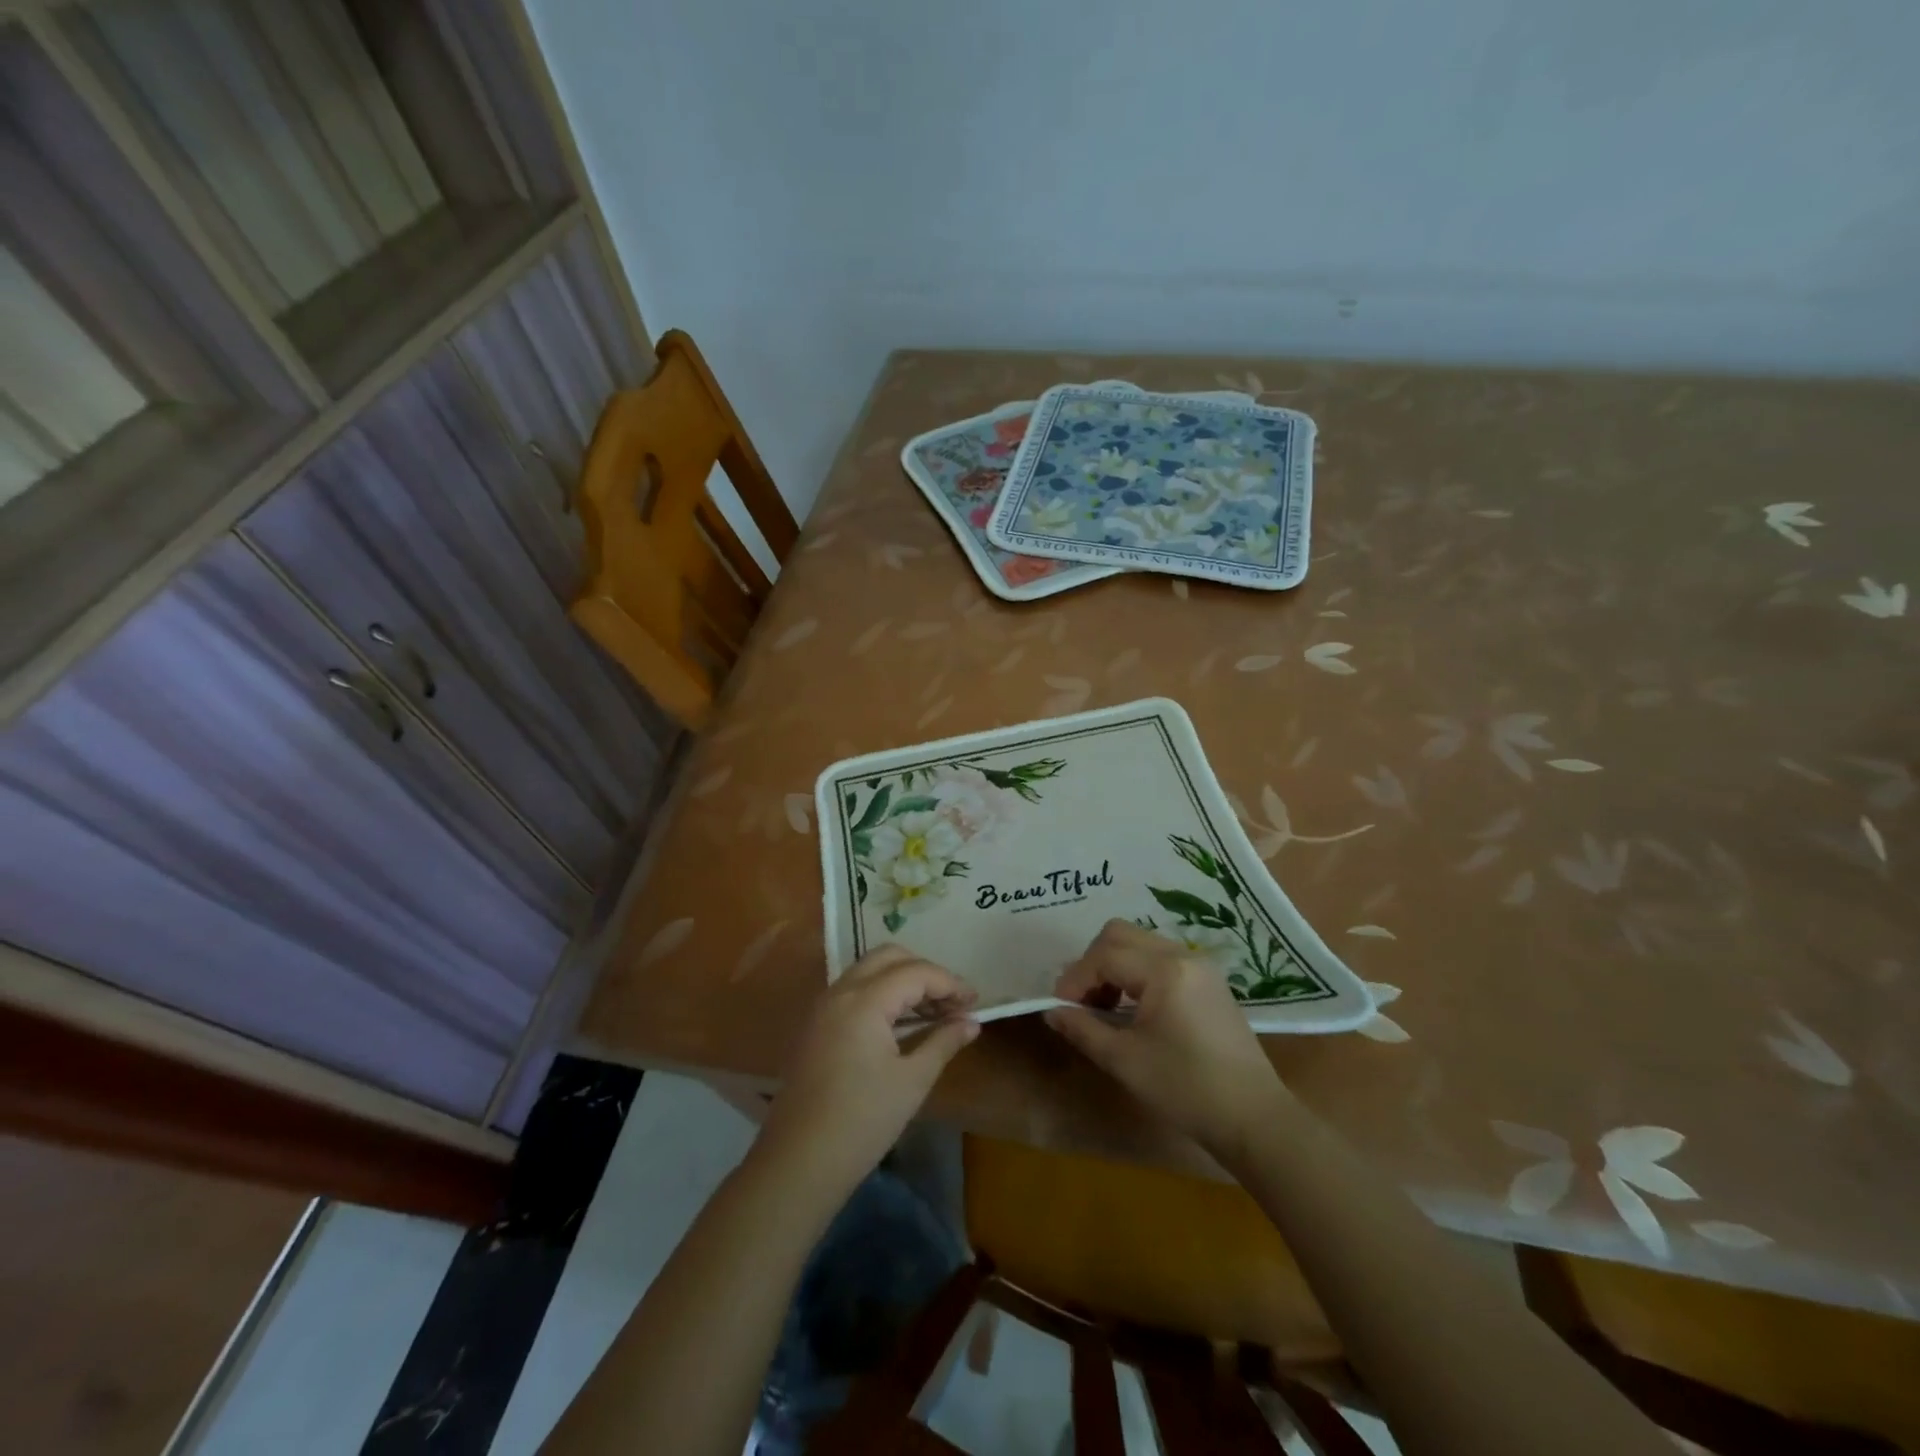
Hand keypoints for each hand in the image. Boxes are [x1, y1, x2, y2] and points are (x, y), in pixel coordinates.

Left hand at [756, 945, 978, 1200]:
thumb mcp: (912, 1081)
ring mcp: (823, 1006)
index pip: (916, 972)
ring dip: (902, 981)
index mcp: (864, 1000)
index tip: (975, 1002)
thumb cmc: (862, 1121)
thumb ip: (943, 1042)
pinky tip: (901, 1023)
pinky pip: (854, 990)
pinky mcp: (816, 1025)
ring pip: (869, 970)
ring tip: (933, 1012)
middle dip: (925, 972)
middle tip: (952, 1002)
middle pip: (889, 957)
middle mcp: (840, 991)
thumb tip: (971, 1023)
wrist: (798, 1163)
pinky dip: (881, 994)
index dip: (950, 983)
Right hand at [1046, 919, 1288, 1159]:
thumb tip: (1052, 1011)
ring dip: (1113, 965)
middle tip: (1081, 1002)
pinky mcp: (1208, 980)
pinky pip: (1159, 957)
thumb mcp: (1125, 1061)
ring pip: (1139, 942)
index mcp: (1164, 970)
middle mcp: (1182, 955)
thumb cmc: (1186, 1089)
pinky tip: (1132, 1008)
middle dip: (1092, 963)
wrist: (1254, 1118)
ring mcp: (1199, 965)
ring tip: (1103, 1007)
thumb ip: (1083, 1029)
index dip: (1075, 979)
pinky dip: (1136, 972)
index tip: (1060, 1009)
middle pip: (1119, 934)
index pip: (1104, 956)